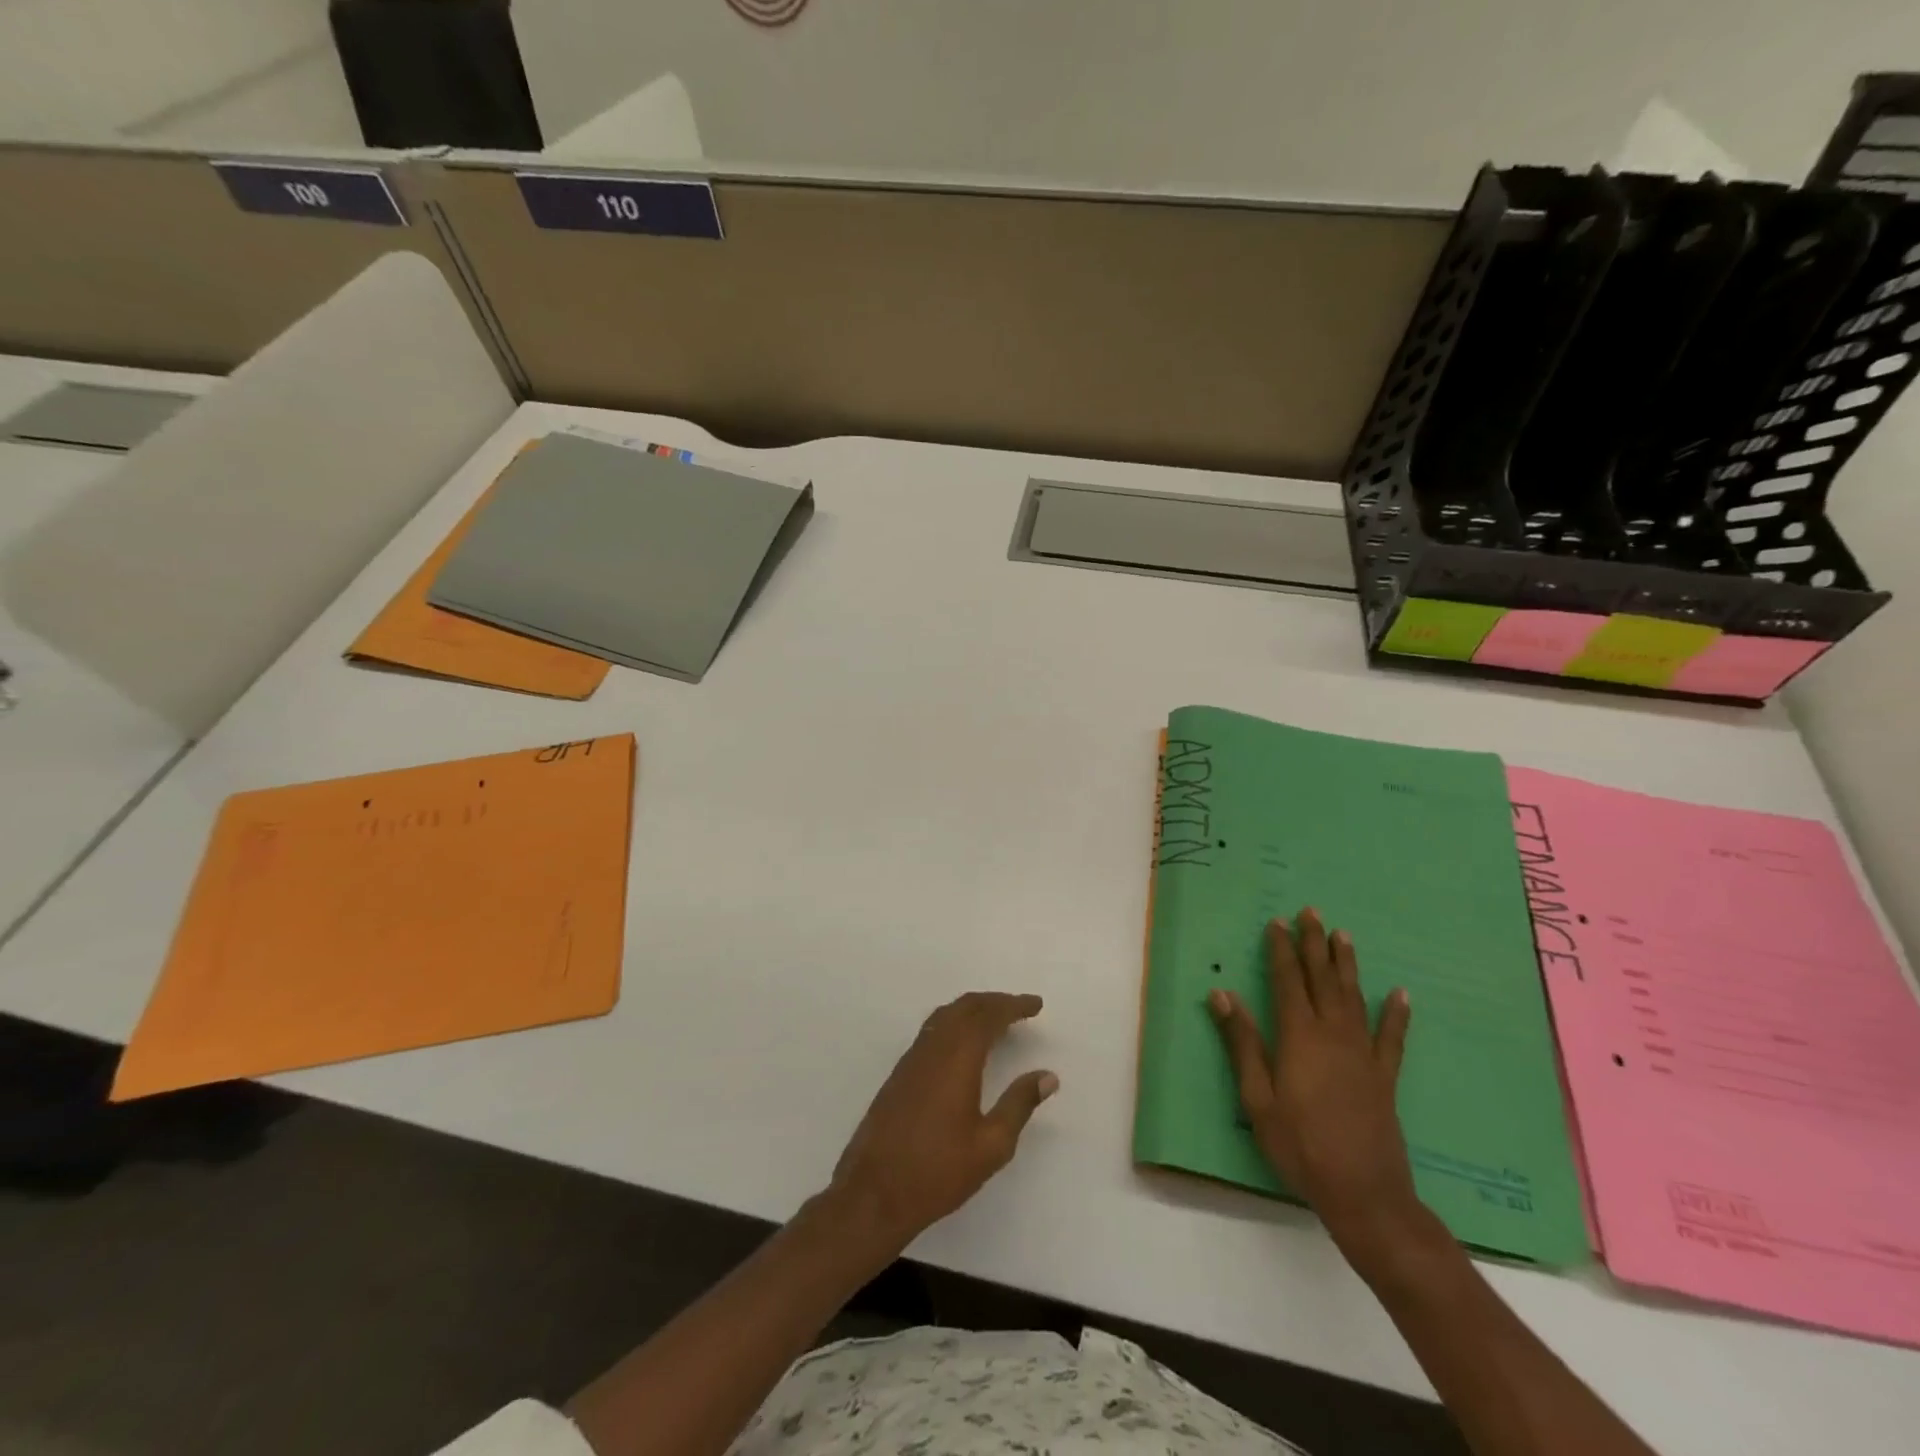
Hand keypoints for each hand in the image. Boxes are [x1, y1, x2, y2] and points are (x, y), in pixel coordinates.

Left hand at [828, 992, 1057, 1248]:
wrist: (873, 1193)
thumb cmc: (937, 1172)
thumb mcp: (991, 1145)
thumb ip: (1019, 1104)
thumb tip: (1047, 1076)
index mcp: (957, 1058)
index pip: (988, 1016)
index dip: (1013, 1006)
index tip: (1036, 1004)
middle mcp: (933, 1048)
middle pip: (965, 1007)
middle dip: (995, 1002)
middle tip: (1020, 1008)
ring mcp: (912, 1059)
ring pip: (945, 1016)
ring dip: (973, 1010)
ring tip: (996, 1020)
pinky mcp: (900, 1073)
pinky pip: (932, 1031)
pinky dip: (954, 1023)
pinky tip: (963, 1044)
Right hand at [1210, 911, 1427, 1265]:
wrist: (1364, 1193)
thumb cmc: (1299, 1145)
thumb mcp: (1257, 1097)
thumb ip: (1242, 1043)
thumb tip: (1222, 994)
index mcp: (1299, 1037)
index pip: (1287, 981)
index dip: (1281, 950)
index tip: (1277, 922)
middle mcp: (1333, 1034)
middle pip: (1322, 979)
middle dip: (1314, 944)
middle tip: (1311, 912)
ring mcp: (1363, 1054)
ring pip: (1354, 997)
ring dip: (1347, 964)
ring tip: (1343, 935)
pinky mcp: (1384, 1076)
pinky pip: (1392, 1037)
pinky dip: (1396, 1013)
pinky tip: (1400, 994)